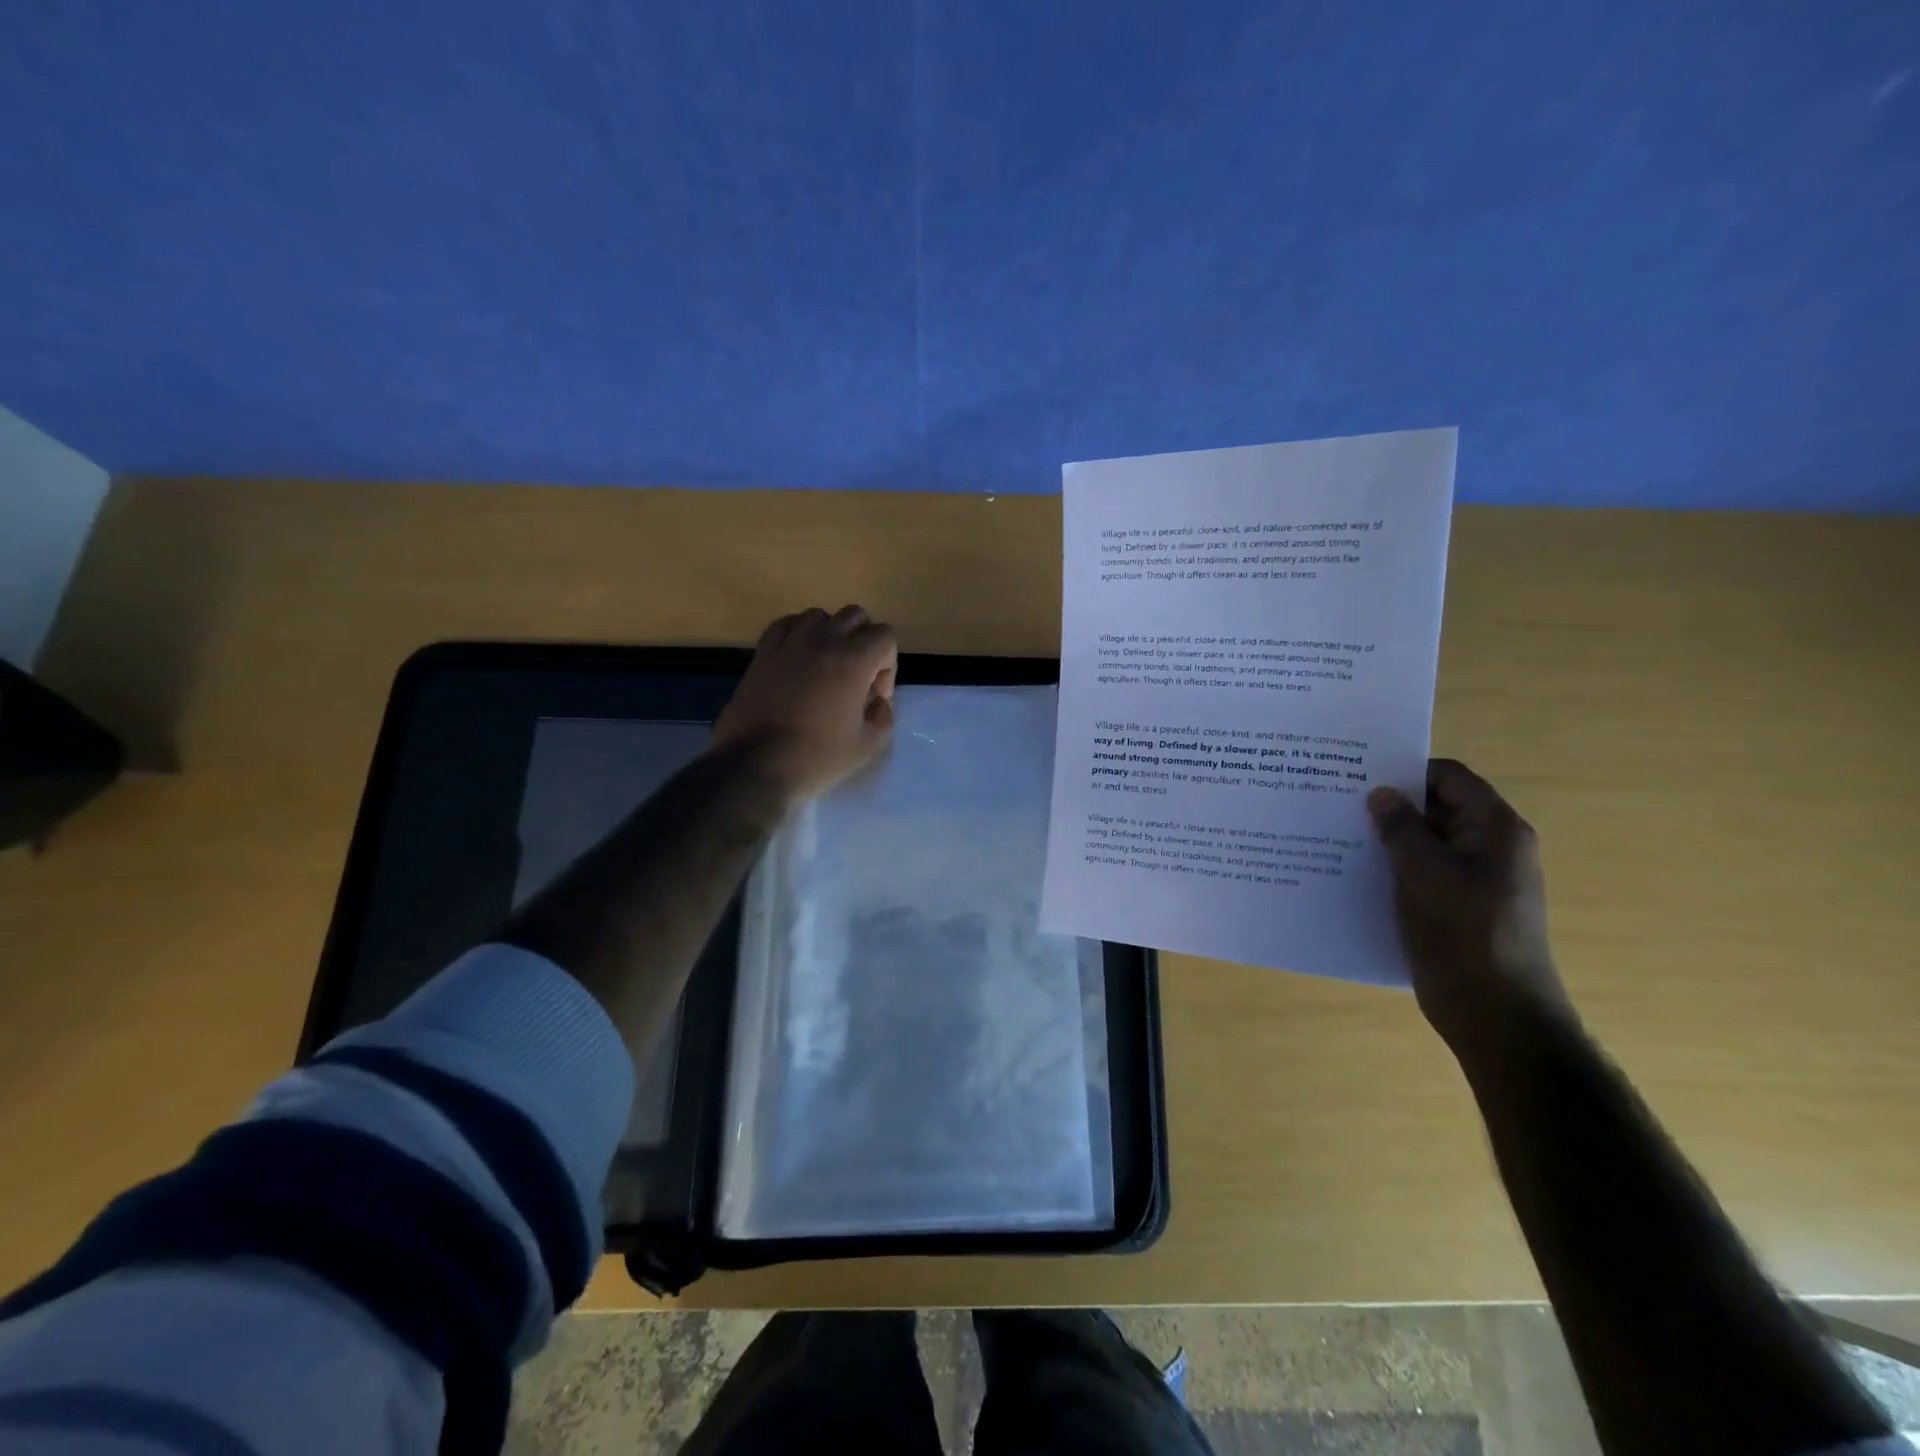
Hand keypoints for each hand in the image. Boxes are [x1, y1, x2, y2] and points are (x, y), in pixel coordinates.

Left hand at [711, 606, 897, 804]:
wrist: (755, 766)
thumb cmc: (816, 757)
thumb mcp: (866, 746)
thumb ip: (883, 717)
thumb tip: (877, 701)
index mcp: (853, 661)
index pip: (885, 636)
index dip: (887, 665)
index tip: (874, 696)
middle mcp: (823, 641)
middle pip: (855, 616)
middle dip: (864, 642)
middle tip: (857, 677)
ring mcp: (789, 643)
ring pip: (819, 616)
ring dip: (830, 634)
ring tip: (825, 666)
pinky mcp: (762, 652)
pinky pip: (785, 625)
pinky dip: (797, 634)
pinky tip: (797, 659)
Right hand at [1367, 759, 1570, 1060]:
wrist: (1494, 1012)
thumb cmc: (1463, 933)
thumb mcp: (1425, 872)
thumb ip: (1401, 828)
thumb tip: (1381, 794)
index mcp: (1494, 829)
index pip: (1449, 777)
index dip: (1406, 770)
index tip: (1358, 773)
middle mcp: (1489, 847)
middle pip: (1436, 807)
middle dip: (1390, 804)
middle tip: (1337, 800)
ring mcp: (1473, 878)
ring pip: (1424, 841)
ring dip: (1387, 837)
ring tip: (1336, 832)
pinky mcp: (1455, 905)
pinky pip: (1421, 871)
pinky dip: (1391, 866)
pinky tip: (1352, 870)